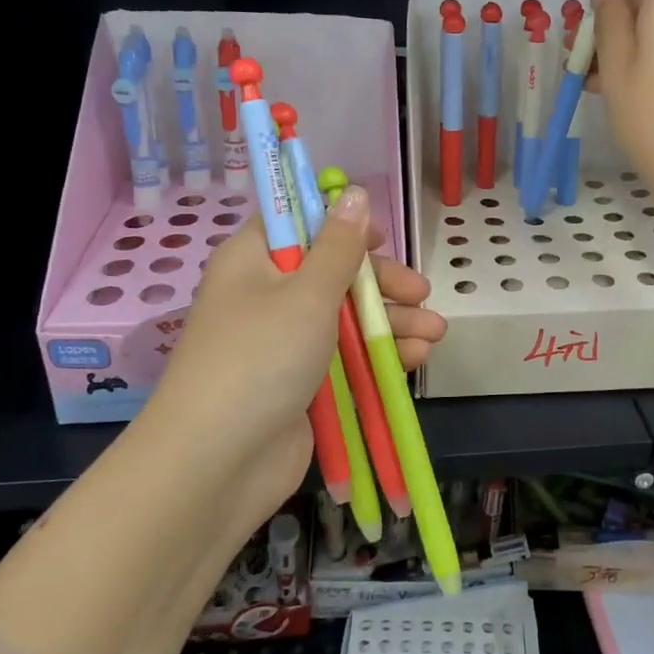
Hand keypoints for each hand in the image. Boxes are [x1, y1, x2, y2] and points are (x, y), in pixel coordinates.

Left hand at [134, 184, 444, 538]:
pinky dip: (378, 357)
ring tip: (435, 333)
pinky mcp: (301, 385)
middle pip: (332, 274)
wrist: (217, 463)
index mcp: (254, 261)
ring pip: (346, 320)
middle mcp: (266, 297)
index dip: (338, 223)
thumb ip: (339, 246)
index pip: (296, 225)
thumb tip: (350, 191)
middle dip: (381, 284)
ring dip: (391, 324)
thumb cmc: (261, 357)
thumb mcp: (307, 293)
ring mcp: (283, 344)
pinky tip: (416, 358)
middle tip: (422, 293)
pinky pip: (345, 360)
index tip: (378, 235)